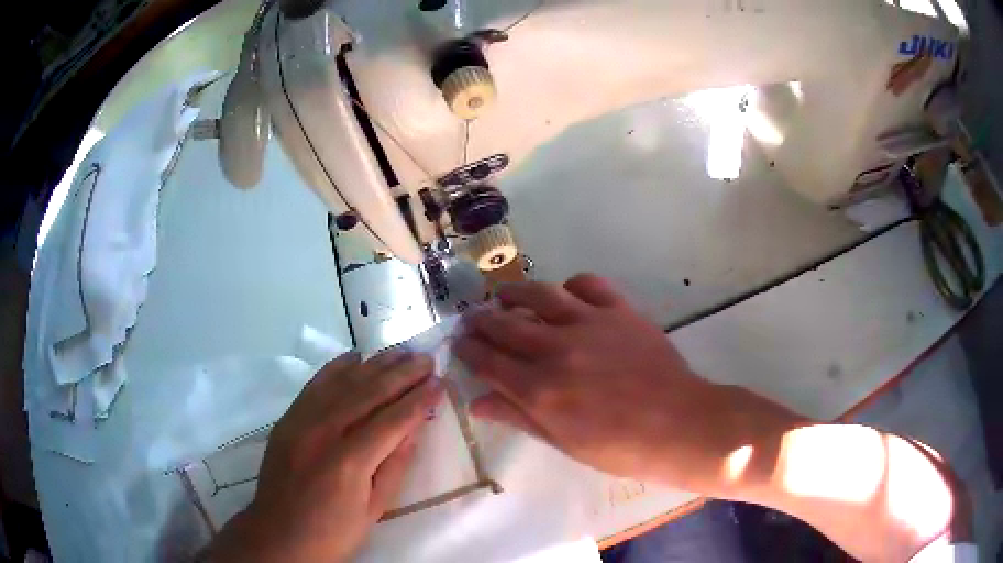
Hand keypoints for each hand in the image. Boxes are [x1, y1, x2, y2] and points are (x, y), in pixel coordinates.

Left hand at [207, 350, 444, 562]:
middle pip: (367, 394)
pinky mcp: (287, 419)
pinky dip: (336, 368)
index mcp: (348, 462)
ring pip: (342, 383)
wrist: (279, 535)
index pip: (391, 421)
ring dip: (374, 365)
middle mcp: (322, 433)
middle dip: (401, 374)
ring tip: (400, 353)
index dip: (418, 400)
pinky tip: (355, 357)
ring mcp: (300, 422)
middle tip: (426, 359)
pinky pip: (314, 385)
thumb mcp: (374, 508)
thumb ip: (395, 465)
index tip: (439, 383)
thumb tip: (414, 426)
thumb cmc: (333, 532)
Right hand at [456, 274, 797, 491]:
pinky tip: (564, 294)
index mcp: (541, 390)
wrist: (680, 425)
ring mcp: (591, 324)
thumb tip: (478, 403)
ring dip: (515, 294)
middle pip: (506, 326)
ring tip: (504, 297)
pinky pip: (588, 285)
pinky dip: (570, 285)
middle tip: (471, 320)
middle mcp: (558, 350)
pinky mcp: (620, 311)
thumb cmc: (621, 448)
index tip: (459, 344)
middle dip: (482, 321)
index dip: (469, 351)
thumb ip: (520, 418)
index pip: (489, 362)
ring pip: (540, 295)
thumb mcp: (565, 443)